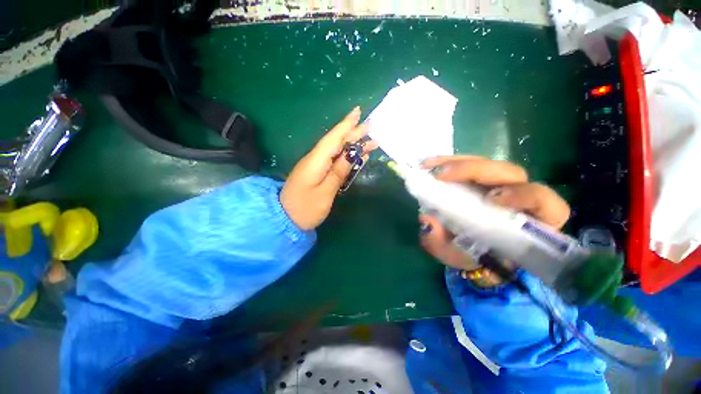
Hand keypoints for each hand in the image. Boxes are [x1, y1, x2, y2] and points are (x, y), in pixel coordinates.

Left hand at [281, 107, 377, 229]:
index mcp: (316, 161)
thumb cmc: (305, 209)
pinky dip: (346, 156)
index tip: (359, 111)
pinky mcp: (317, 172)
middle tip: (371, 126)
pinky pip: (334, 159)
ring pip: (336, 150)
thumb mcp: (325, 193)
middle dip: (353, 133)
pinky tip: (357, 155)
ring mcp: (315, 165)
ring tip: (371, 142)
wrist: (285, 219)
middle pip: (336, 142)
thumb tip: (352, 154)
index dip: (346, 125)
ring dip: (353, 145)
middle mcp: (315, 159)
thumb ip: (338, 172)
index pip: (333, 139)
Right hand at [418, 156, 570, 280]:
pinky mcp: (480, 179)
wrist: (467, 249)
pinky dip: (448, 162)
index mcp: (529, 222)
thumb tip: (427, 220)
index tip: (491, 199)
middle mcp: (518, 197)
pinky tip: (430, 165)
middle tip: (441, 175)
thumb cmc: (471, 256)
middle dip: (475, 170)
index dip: (523, 196)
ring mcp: (498, 183)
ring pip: (487, 163)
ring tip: (428, 167)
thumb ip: (442, 244)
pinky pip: (469, 164)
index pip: (544, 203)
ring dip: (457, 163)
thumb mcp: (455, 255)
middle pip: (510, 173)